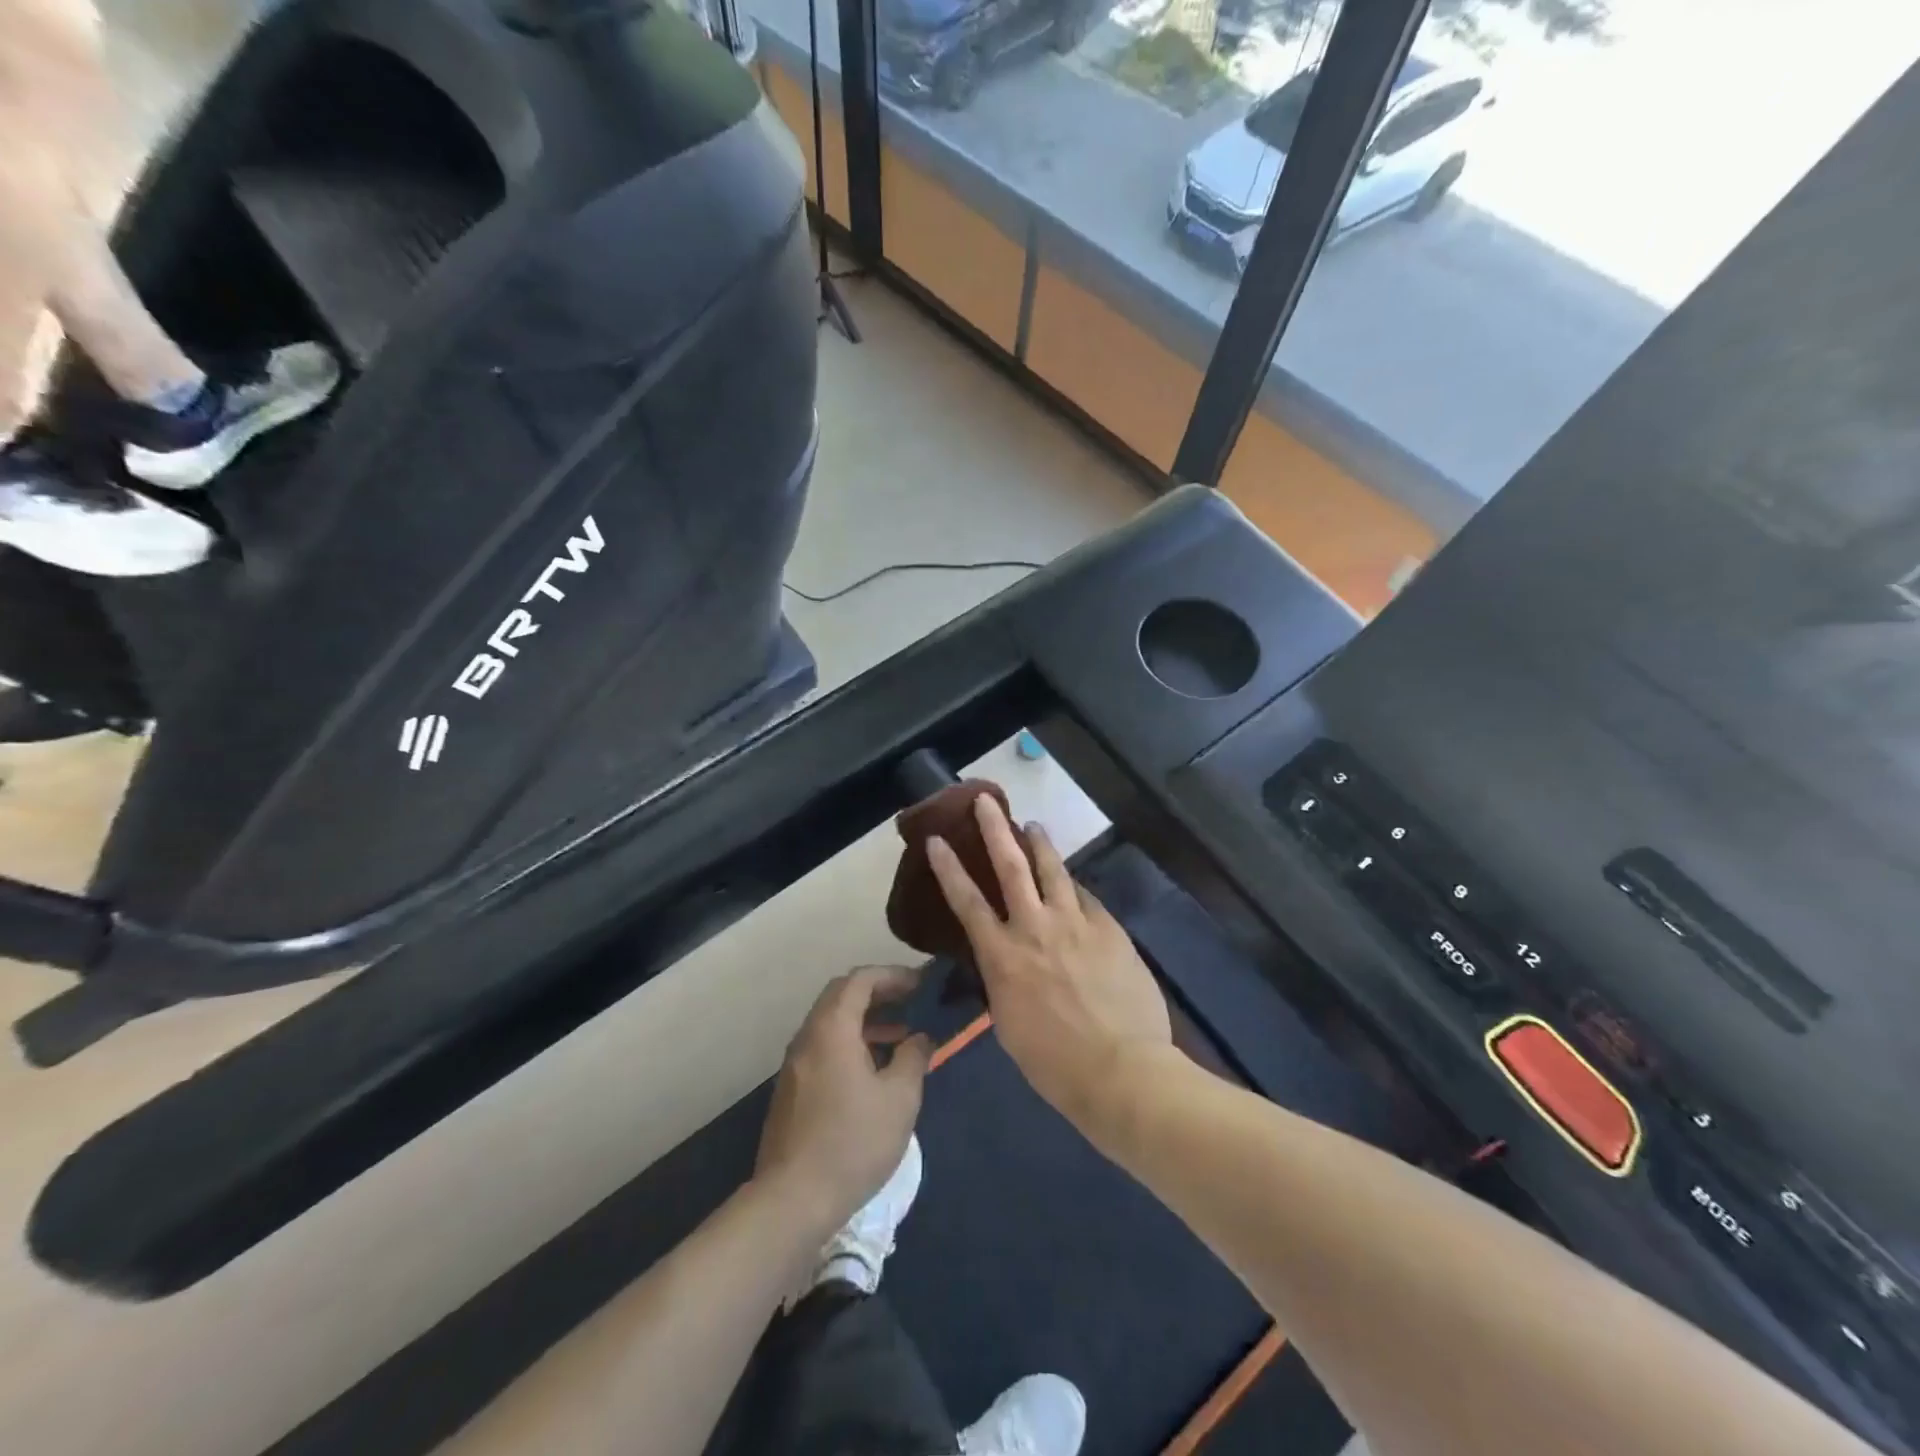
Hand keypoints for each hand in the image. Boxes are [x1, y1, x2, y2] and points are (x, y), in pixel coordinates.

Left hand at [754, 967, 932, 1234]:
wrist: (792, 1199)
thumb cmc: (853, 1142)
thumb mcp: (899, 1099)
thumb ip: (913, 1058)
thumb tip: (920, 1039)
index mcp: (832, 1028)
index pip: (860, 980)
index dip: (892, 975)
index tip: (921, 983)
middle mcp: (808, 1037)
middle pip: (841, 995)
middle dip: (878, 992)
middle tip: (910, 1000)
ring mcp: (794, 1064)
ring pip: (831, 1023)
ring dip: (865, 1019)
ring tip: (900, 1035)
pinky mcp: (791, 1090)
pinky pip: (823, 1047)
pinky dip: (850, 1042)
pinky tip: (873, 1070)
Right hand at [926, 796, 1170, 1126]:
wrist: (1122, 1070)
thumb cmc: (1055, 1063)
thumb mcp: (1010, 1024)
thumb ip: (1004, 980)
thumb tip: (1007, 960)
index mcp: (1003, 957)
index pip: (967, 902)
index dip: (949, 868)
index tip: (937, 840)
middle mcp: (1035, 929)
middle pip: (1011, 867)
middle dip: (995, 830)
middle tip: (986, 801)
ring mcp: (1076, 924)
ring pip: (1054, 870)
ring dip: (1040, 844)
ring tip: (1032, 825)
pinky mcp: (1109, 929)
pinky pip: (1087, 898)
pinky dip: (1075, 887)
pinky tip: (1074, 884)